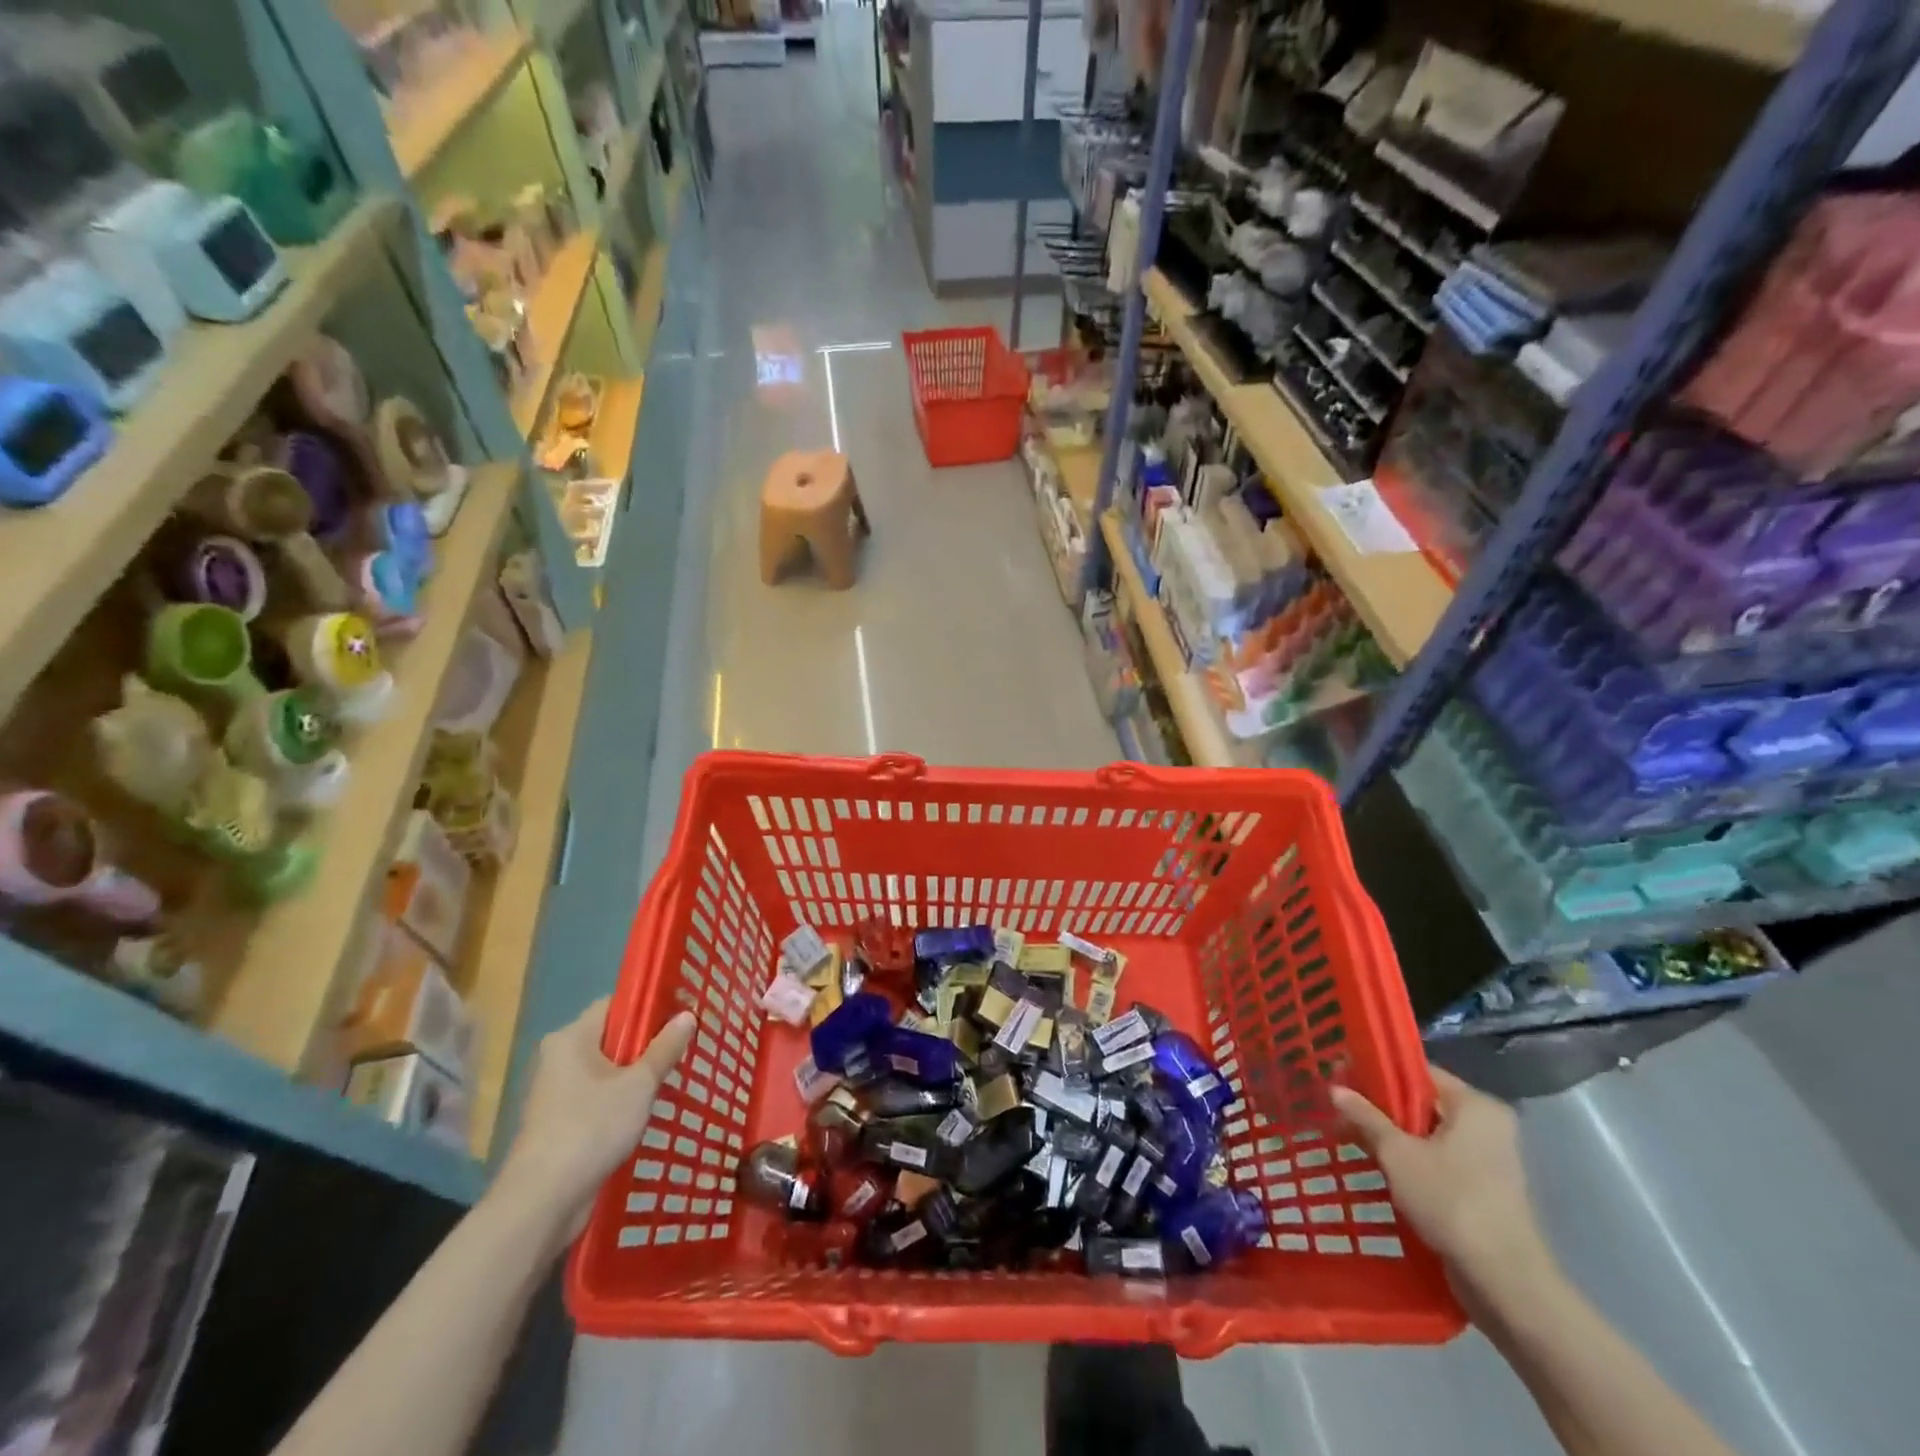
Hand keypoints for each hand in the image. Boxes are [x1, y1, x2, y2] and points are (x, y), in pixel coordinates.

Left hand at [495, 999, 695, 1241]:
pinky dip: (623, 1100)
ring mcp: (557, 1093)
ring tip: (675, 1076)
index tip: (682, 1011)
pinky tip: (650, 1110)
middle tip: (686, 1045)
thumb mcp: (638, 1085)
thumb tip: (687, 1015)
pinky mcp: (560, 1123)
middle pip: (612, 1037)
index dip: (649, 1004)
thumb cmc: (590, 1128)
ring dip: (637, 1075)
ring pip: (607, 1071)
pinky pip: (599, 1098)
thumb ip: (664, 1048)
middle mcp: (559, 1058)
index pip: (615, 1004)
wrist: (541, 1202)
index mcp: (571, 1038)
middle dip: (648, 1042)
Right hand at [1330, 1065, 1554, 1305]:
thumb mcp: (1397, 1154)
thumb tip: (1334, 1088)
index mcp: (1475, 1105)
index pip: (1417, 1072)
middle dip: (1379, 1106)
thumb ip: (1365, 1117)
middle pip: (1421, 1102)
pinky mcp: (1482, 1190)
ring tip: (1349, 1135)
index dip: (1376, 1071)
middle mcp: (1486, 1126)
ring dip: (1390, 1135)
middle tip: (1339, 1107)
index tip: (1341, 1077)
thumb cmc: (1452, 1202)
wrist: (1504, 1284)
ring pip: (1426, 1133)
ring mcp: (1487, 1160)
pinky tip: (1374, 1165)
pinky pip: (1436, 1159)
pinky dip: (1408, 1160)